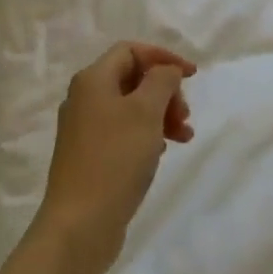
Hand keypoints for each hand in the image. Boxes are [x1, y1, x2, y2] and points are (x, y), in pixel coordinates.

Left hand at [36, 41, 195, 273]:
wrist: (80, 223)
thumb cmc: (115, 159)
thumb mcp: (145, 112)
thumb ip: (161, 81)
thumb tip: (165, 70)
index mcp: (92, 80)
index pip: (130, 51)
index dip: (163, 57)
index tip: (192, 77)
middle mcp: (84, 99)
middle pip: (132, 79)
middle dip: (165, 91)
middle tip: (184, 116)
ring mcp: (85, 129)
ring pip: (131, 108)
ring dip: (161, 115)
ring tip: (184, 137)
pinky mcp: (90, 156)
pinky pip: (124, 132)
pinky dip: (147, 135)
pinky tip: (162, 152)